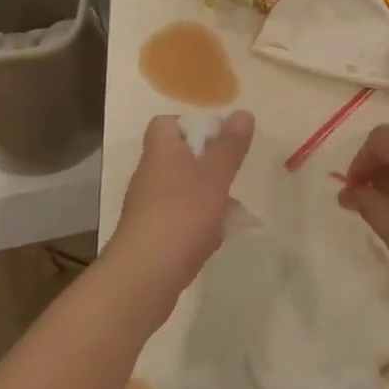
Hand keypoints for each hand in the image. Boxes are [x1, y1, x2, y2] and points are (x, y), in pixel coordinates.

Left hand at [105, 112, 255, 327]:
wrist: (145, 275)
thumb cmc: (182, 214)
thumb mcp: (214, 175)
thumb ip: (230, 146)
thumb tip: (243, 113)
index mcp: (161, 151)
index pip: (166, 124)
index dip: (193, 125)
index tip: (220, 140)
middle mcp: (150, 175)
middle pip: (179, 158)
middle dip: (209, 166)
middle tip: (233, 176)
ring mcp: (149, 207)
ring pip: (183, 191)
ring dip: (208, 197)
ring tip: (233, 211)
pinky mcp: (152, 236)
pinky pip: (180, 220)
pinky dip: (199, 224)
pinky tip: (217, 237)